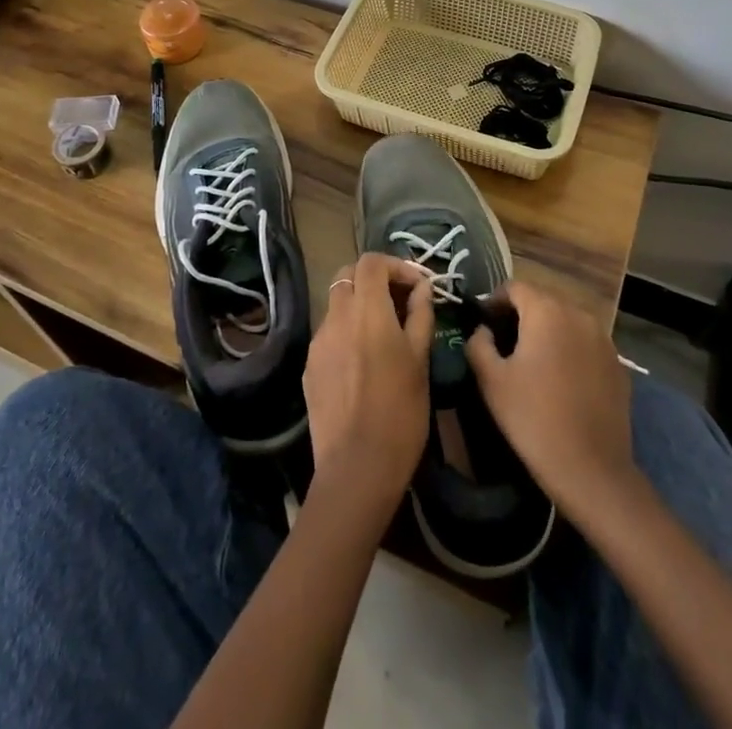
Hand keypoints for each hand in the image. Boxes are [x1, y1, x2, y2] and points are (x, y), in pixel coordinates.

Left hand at [303, 253, 434, 518]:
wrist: (357, 468)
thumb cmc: (400, 413)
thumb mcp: (421, 361)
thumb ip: (420, 316)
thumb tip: (422, 289)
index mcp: (367, 310)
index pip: (371, 262)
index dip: (396, 266)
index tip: (417, 286)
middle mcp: (337, 317)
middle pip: (348, 275)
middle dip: (374, 279)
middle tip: (399, 301)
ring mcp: (318, 342)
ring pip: (337, 305)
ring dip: (360, 306)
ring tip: (384, 333)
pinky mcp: (310, 366)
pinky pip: (329, 334)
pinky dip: (347, 332)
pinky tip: (364, 362)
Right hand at [466, 281, 636, 521]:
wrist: (591, 470)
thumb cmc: (533, 419)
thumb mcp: (491, 380)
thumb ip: (478, 344)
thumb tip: (483, 330)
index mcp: (546, 311)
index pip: (514, 287)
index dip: (494, 301)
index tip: (484, 325)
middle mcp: (578, 314)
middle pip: (542, 301)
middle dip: (521, 316)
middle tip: (504, 344)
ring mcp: (603, 339)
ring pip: (566, 321)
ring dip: (547, 332)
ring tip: (533, 362)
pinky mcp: (618, 365)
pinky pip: (585, 344)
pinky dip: (570, 351)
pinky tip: (561, 381)